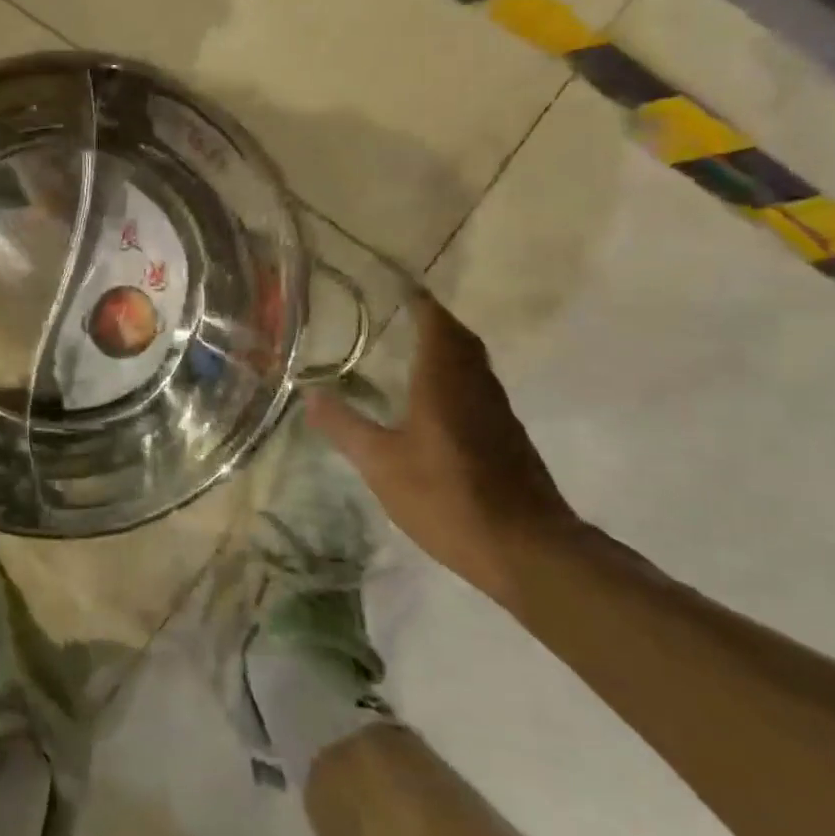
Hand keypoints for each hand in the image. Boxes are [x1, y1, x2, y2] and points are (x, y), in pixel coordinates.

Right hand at [306, 290, 578, 602]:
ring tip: (415, 350)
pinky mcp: (508, 439)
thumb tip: (309, 394)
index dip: (420, 303)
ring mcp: (498, 414)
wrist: (525, 548)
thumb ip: (345, 427)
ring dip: (449, 349)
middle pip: (460, 340)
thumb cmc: (446, 497)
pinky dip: (457, 378)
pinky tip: (436, 402)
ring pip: (473, 365)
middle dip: (435, 322)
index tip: (402, 287)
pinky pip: (479, 390)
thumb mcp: (380, 464)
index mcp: (444, 383)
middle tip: (405, 313)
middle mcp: (476, 387)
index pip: (436, 326)